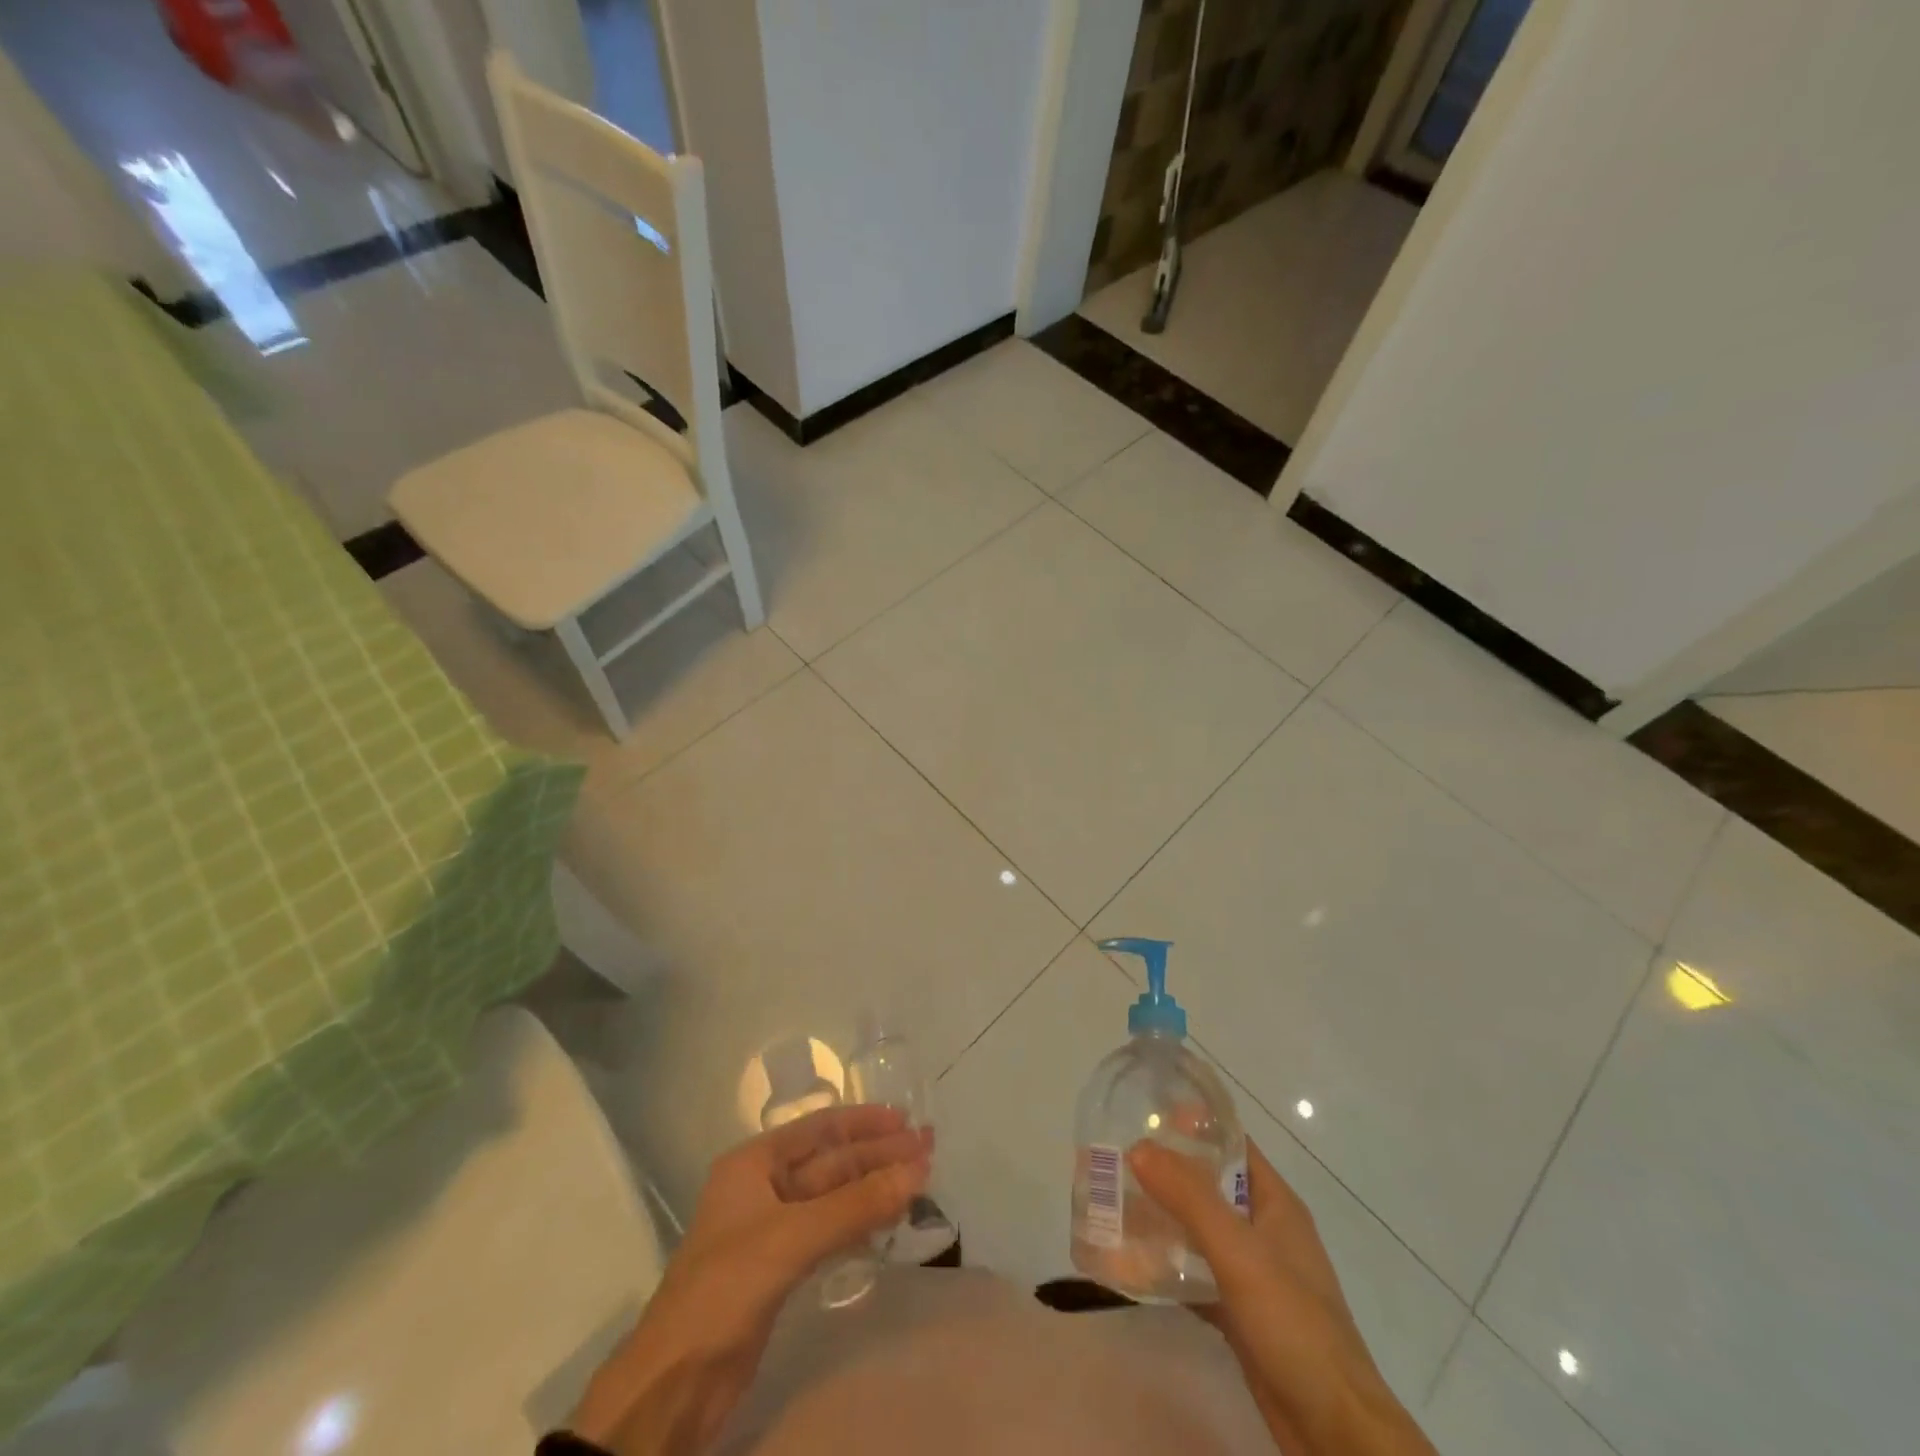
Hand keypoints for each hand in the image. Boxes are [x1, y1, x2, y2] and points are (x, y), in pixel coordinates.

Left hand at [567, 1106, 931, 1454]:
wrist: (673, 1385)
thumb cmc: (725, 1290)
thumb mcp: (791, 1239)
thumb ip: (856, 1205)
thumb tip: (918, 1170)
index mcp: (754, 1163)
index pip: (819, 1128)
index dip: (863, 1121)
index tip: (906, 1120)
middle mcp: (764, 1187)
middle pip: (831, 1162)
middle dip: (878, 1155)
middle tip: (928, 1149)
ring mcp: (772, 1229)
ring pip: (833, 1198)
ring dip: (874, 1188)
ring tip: (921, 1180)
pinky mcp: (780, 1269)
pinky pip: (829, 1232)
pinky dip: (860, 1223)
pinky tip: (890, 1220)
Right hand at [1129, 1140, 1435, 1455]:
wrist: (1335, 1432)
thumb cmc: (1294, 1324)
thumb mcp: (1239, 1252)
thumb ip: (1189, 1198)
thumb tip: (1138, 1147)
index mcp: (1275, 1203)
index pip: (1232, 1144)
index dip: (1193, 1125)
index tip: (1145, 1115)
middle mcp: (1264, 1231)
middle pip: (1209, 1187)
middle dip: (1166, 1174)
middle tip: (1116, 1162)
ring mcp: (1254, 1275)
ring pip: (1199, 1232)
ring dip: (1162, 1220)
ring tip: (1113, 1206)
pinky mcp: (1241, 1314)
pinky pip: (1197, 1276)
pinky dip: (1167, 1267)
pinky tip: (1131, 1265)